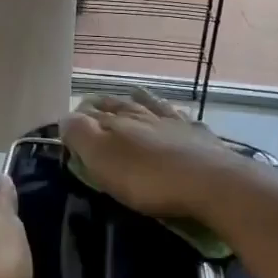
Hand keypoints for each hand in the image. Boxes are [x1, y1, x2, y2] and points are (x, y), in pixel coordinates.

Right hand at [61, 89, 249, 220]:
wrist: (212, 184)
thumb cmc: (149, 178)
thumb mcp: (103, 159)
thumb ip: (81, 135)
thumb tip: (65, 116)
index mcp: (119, 121)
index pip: (92, 113)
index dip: (79, 116)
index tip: (70, 119)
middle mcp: (146, 115)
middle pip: (121, 105)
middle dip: (105, 103)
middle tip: (94, 103)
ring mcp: (176, 124)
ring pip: (153, 105)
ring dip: (141, 99)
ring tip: (133, 93)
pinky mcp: (202, 138)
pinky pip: (182, 118)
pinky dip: (173, 114)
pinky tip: (176, 114)